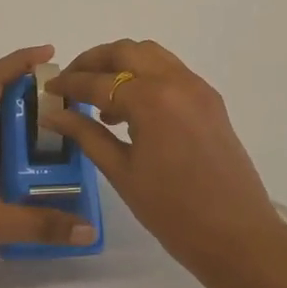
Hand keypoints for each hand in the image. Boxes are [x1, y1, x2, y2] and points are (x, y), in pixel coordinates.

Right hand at [44, 40, 286, 271]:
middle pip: (125, 51)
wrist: (238, 235)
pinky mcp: (210, 99)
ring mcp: (197, 87)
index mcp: (151, 99)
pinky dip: (145, 76)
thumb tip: (54, 114)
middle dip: (93, 61)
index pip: (98, 81)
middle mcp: (175, 81)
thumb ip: (86, 134)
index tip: (48, 90)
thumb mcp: (122, 173)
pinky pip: (171, 71)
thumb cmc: (173, 211)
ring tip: (99, 97)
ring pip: (151, 55)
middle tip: (71, 81)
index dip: (69, 84)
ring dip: (121, 64)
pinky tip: (131, 108)